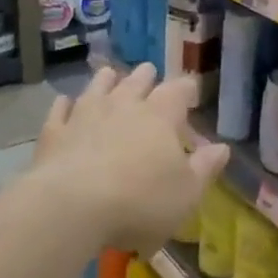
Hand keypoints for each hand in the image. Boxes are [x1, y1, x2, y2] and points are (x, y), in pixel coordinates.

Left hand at [32, 64, 228, 252]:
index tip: (190, 90)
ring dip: (106, 80)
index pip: (178, 91)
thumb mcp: (186, 193)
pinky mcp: (55, 132)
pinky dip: (66, 104)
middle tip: (149, 71)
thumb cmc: (140, 202)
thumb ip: (205, 168)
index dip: (186, 89)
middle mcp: (124, 105)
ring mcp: (85, 115)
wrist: (72, 207)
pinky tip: (65, 102)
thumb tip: (223, 147)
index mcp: (161, 117)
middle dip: (146, 76)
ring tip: (110, 74)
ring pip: (98, 87)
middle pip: (137, 82)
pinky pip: (61, 110)